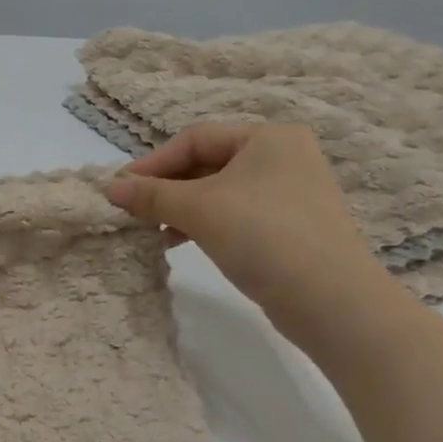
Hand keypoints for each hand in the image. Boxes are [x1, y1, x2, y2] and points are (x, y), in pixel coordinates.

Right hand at [104, 122, 398, 344]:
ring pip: (218, 191)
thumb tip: (109, 187)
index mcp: (268, 137)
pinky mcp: (290, 227)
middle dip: (166, 187)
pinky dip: (204, 223)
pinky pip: (235, 214)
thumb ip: (151, 194)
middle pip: (206, 163)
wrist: (334, 303)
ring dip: (180, 208)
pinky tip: (180, 241)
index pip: (195, 139)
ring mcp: (290, 193)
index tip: (120, 188)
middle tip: (133, 209)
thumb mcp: (199, 209)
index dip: (153, 162)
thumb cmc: (264, 237)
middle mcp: (283, 157)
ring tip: (152, 229)